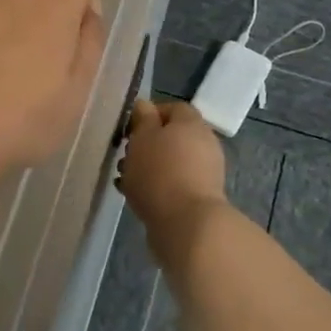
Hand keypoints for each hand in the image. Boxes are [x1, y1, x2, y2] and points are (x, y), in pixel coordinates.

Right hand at [116, 99, 227, 243]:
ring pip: (171, 161)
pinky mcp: (200, 197)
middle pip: (172, 136)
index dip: (150, 114)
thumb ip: (142, 118)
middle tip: (125, 155)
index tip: (129, 128)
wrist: (187, 224)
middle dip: (146, 143)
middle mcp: (204, 143)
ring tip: (125, 178)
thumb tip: (145, 106)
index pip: (173, 107)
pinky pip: (174, 183)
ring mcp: (205, 172)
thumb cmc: (160, 172)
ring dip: (148, 166)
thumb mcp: (143, 137)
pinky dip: (156, 185)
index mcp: (192, 123)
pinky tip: (136, 196)